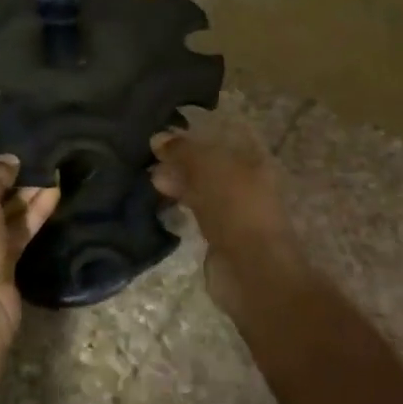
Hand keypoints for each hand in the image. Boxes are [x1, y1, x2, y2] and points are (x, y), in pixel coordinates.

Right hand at [151, 127, 302, 317]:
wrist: (250, 268)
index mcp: (253, 161)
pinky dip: (180, 206)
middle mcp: (246, 183)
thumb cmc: (235, 207)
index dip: (192, 136)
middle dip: (181, 161)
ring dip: (178, 184)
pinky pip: (197, 213)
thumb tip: (158, 138)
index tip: (162, 136)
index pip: (219, 139)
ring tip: (150, 180)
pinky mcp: (220, 238)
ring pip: (201, 190)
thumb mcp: (208, 167)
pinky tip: (160, 204)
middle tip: (149, 159)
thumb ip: (183, 150)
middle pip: (209, 166)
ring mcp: (233, 212)